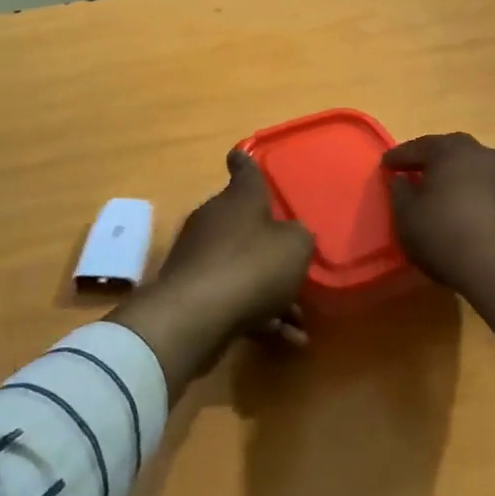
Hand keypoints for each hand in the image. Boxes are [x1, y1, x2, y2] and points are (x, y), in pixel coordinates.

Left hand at [111, 149, 314, 393]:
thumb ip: (300, 238)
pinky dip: (259, 317)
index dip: (245, 162)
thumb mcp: (296, 247)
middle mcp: (216, 220)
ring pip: (244, 268)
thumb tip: (293, 238)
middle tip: (297, 264)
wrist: (196, 316)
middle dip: (272, 246)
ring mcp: (200, 257)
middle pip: (246, 224)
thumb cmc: (252, 266)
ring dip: (273, 293)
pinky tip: (287, 340)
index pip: (243, 170)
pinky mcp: (193, 293)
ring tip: (301, 321)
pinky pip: (234, 299)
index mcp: (239, 199)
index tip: (240, 154)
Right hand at [383, 133, 494, 348]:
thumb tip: (402, 179)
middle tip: (414, 173)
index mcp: (452, 149)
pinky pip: (489, 190)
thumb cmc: (445, 234)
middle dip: (431, 162)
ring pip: (473, 170)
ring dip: (456, 178)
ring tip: (442, 193)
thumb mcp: (407, 216)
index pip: (419, 146)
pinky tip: (465, 212)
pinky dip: (474, 195)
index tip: (386, 165)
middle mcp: (482, 153)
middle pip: (450, 153)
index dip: (399, 157)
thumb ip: (400, 192)